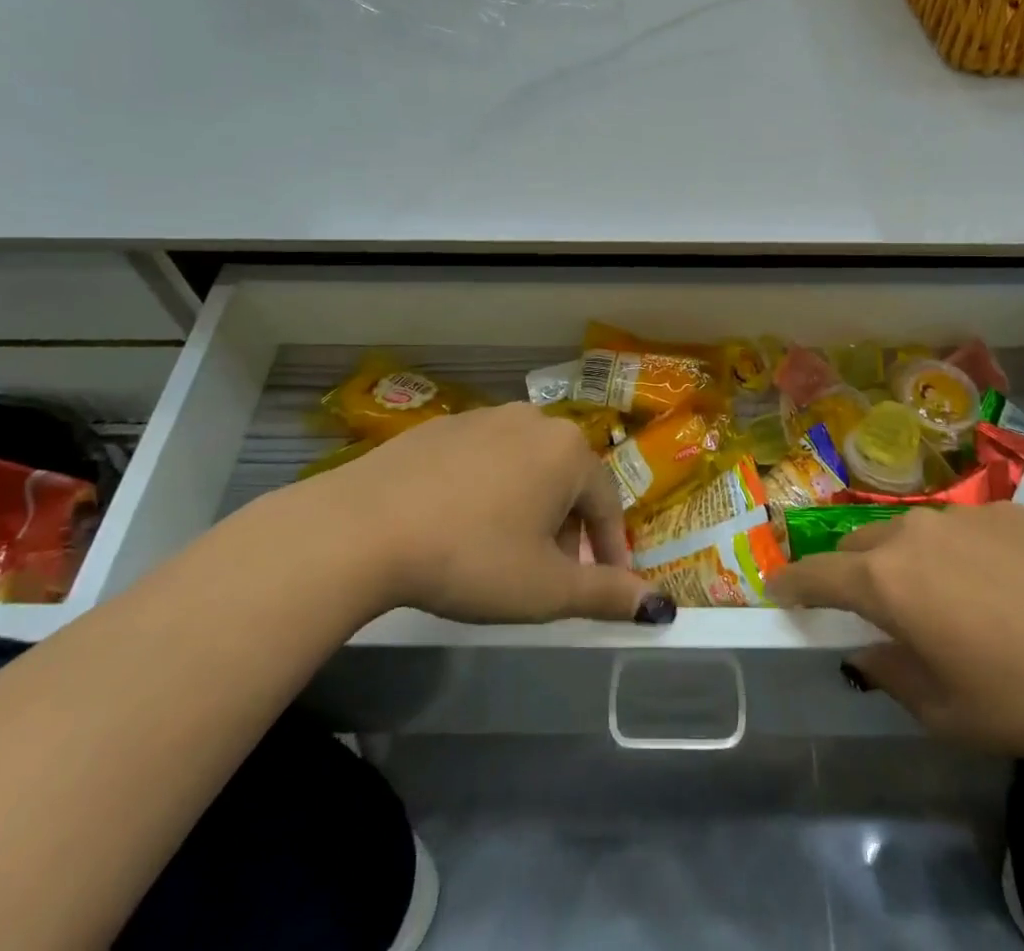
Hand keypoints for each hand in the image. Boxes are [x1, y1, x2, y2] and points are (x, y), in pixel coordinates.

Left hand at [306, 403, 673, 626]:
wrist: (365, 526)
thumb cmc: (472, 557)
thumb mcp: (545, 589)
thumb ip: (606, 595)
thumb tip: (658, 606)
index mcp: (568, 451)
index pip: (607, 502)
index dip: (611, 549)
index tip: (609, 584)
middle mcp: (533, 420)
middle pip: (567, 480)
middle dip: (568, 529)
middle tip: (551, 574)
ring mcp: (484, 417)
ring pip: (526, 466)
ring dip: (530, 507)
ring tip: (506, 552)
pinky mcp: (441, 426)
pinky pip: (484, 459)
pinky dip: (488, 490)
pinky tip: (461, 524)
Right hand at [770, 504, 1023, 757]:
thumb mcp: (952, 713)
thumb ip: (894, 679)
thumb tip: (870, 655)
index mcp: (887, 581)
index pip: (818, 574)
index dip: (792, 582)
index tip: (774, 586)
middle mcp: (913, 534)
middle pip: (860, 545)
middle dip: (851, 572)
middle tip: (869, 607)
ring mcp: (961, 515)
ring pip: (910, 532)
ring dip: (905, 560)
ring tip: (942, 599)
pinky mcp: (1006, 509)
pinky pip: (961, 528)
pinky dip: (958, 553)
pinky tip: (1003, 587)